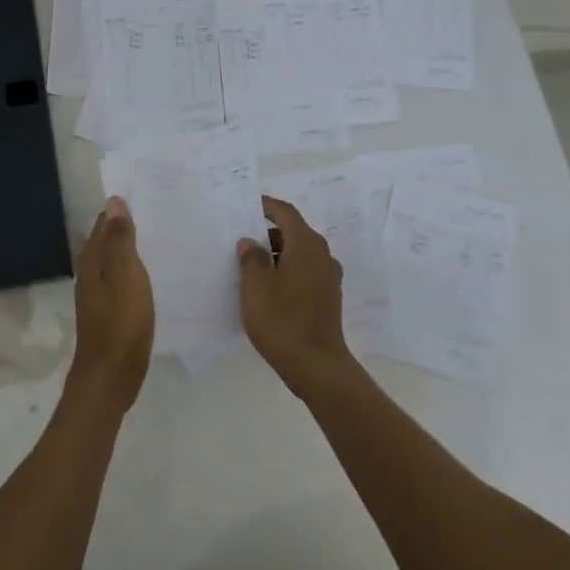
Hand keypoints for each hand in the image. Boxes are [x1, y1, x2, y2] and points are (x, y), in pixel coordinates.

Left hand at [65, 196, 154, 417]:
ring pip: (114, 262)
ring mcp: (99, 295)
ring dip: (132, 249)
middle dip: (127, 226)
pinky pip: (122, 281)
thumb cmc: (121, 323)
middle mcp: (91, 274)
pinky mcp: (110, 313)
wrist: (111, 376)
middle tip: (159, 212)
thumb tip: (113, 202)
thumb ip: (120, 240)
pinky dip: (135, 271)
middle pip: (107, 241)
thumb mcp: (126, 276)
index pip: (104, 224)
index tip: (146, 196)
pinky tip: (153, 275)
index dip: (121, 210)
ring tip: (161, 237)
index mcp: (93, 261)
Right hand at [237, 196, 358, 398]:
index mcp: (306, 245)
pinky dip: (286, 271)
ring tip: (250, 266)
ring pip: (299, 254)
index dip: (266, 205)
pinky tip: (268, 288)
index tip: (247, 204)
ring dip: (276, 254)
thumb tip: (251, 242)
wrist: (316, 365)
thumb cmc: (282, 320)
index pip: (285, 213)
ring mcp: (328, 277)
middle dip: (268, 233)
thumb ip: (251, 258)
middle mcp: (322, 255)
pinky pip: (304, 272)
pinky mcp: (327, 297)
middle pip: (293, 232)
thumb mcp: (256, 286)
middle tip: (241, 239)